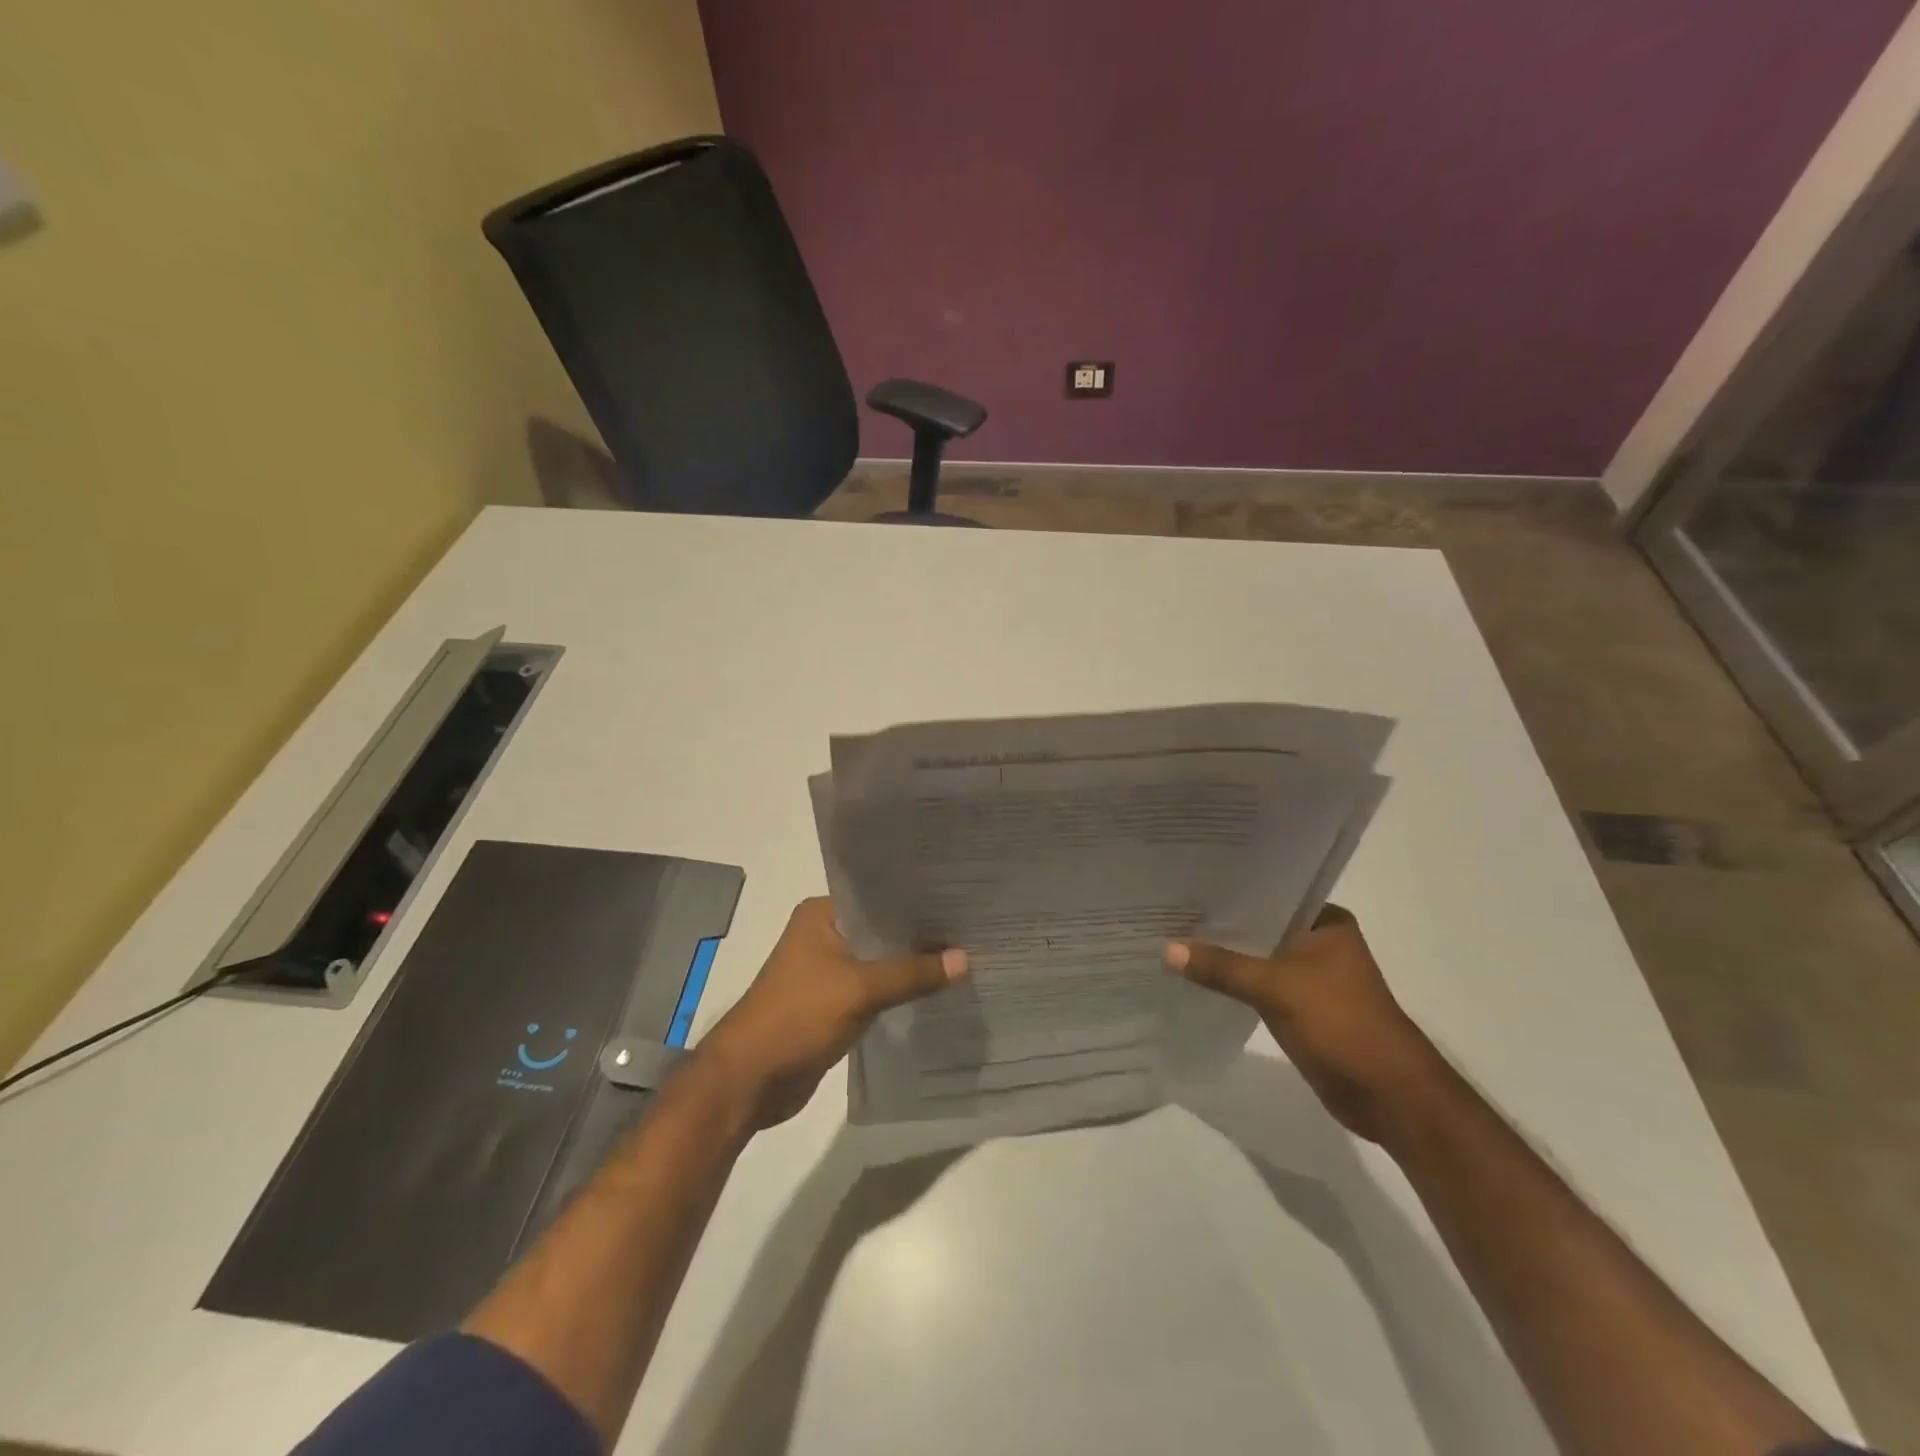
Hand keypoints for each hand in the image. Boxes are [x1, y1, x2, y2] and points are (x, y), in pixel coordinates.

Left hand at [698, 897, 965, 1128]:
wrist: (750, 1080)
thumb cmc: (798, 1017)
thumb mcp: (860, 989)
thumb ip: (912, 973)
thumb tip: (966, 959)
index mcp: (822, 914)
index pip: (879, 895)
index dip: (917, 898)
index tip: (961, 898)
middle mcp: (824, 934)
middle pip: (882, 929)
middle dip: (920, 934)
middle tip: (972, 928)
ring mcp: (828, 969)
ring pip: (880, 960)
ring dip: (911, 964)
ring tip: (964, 956)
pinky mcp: (834, 1002)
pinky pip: (875, 988)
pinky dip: (900, 990)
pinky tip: (936, 990)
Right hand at [1164, 905, 1441, 1142]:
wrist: (1388, 1095)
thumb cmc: (1341, 1024)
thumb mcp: (1276, 988)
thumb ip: (1222, 967)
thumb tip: (1167, 949)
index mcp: (1325, 922)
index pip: (1268, 892)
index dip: (1228, 889)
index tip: (1185, 882)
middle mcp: (1319, 941)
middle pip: (1259, 925)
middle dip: (1220, 923)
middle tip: (1168, 909)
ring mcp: (1310, 975)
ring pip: (1256, 956)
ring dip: (1224, 954)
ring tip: (1172, 937)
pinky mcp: (1300, 1006)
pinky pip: (1257, 984)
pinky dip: (1232, 981)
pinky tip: (1195, 975)